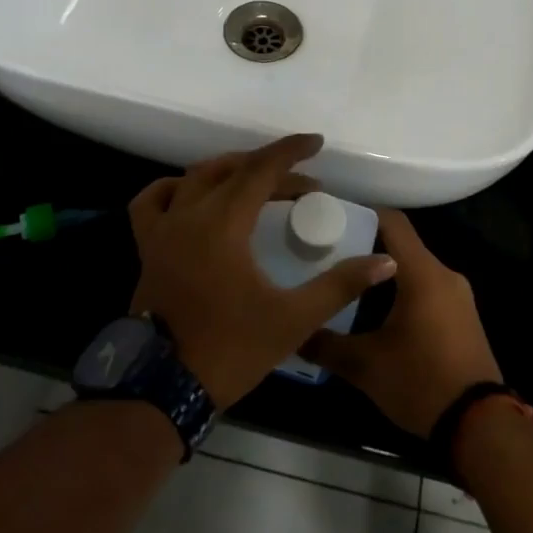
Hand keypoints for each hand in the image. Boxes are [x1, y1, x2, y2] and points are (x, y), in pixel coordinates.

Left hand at [128, 134, 396, 409]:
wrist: (163, 388)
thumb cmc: (230, 350)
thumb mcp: (293, 319)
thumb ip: (339, 285)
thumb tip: (384, 261)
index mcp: (223, 224)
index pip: (260, 170)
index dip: (291, 152)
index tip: (316, 144)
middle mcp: (189, 215)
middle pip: (233, 171)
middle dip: (270, 169)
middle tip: (302, 183)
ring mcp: (162, 230)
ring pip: (194, 178)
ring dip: (229, 171)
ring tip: (256, 181)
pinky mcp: (148, 248)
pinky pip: (153, 201)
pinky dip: (174, 188)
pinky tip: (191, 194)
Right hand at [300, 210, 502, 437]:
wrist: (480, 427)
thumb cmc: (420, 382)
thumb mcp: (365, 366)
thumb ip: (325, 344)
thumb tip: (294, 332)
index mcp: (423, 273)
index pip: (392, 222)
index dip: (361, 213)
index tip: (329, 218)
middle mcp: (444, 274)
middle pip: (401, 244)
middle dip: (365, 246)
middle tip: (328, 254)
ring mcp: (458, 296)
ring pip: (414, 268)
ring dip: (383, 272)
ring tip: (346, 282)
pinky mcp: (462, 317)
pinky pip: (427, 289)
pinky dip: (402, 290)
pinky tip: (376, 310)